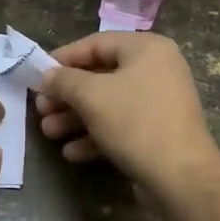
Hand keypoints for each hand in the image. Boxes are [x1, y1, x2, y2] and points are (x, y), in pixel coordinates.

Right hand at [35, 33, 219, 189]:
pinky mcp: (157, 131)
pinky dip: (95, 135)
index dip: (63, 58)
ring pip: (107, 103)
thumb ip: (64, 81)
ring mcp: (158, 102)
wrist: (182, 176)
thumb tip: (47, 76)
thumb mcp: (91, 96)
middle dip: (66, 95)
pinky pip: (120, 125)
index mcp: (146, 49)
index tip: (37, 74)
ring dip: (75, 118)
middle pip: (100, 76)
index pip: (96, 43)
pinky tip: (71, 152)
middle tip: (40, 109)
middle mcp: (156, 69)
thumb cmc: (135, 122)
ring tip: (48, 132)